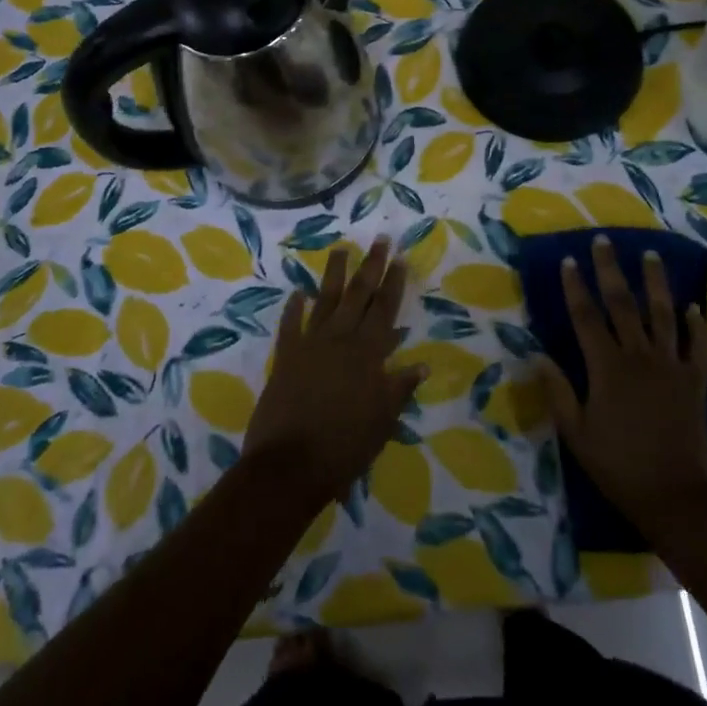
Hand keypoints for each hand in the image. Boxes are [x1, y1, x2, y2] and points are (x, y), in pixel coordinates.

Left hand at [244, 238, 425, 509]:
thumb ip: (399, 388)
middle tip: (379, 239)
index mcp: (368, 355)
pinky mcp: (285, 357)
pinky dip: (294, 308)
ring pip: (326, 301)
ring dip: (334, 275)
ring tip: (340, 249)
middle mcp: (340, 340)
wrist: (290, 465)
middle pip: (359, 296)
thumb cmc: (344, 447)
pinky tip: (297, 293)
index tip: (399, 257)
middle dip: (371, 266)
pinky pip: (290, 326)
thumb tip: (421, 364)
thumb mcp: (382, 422)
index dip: (393, 283)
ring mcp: (310, 345)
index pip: (385, 310)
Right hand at [535, 237, 706, 534]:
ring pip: (663, 314)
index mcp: (607, 367)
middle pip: (623, 304)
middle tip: (604, 241)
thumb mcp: (576, 433)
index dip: (574, 286)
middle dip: (610, 269)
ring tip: (651, 255)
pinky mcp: (695, 382)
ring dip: (656, 282)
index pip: (586, 317)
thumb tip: (537, 354)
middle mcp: (639, 356)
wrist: (676, 497)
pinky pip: (698, 346)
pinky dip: (697, 325)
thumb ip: (557, 391)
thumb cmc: (618, 466)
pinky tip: (694, 307)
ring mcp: (671, 366)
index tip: (568, 260)